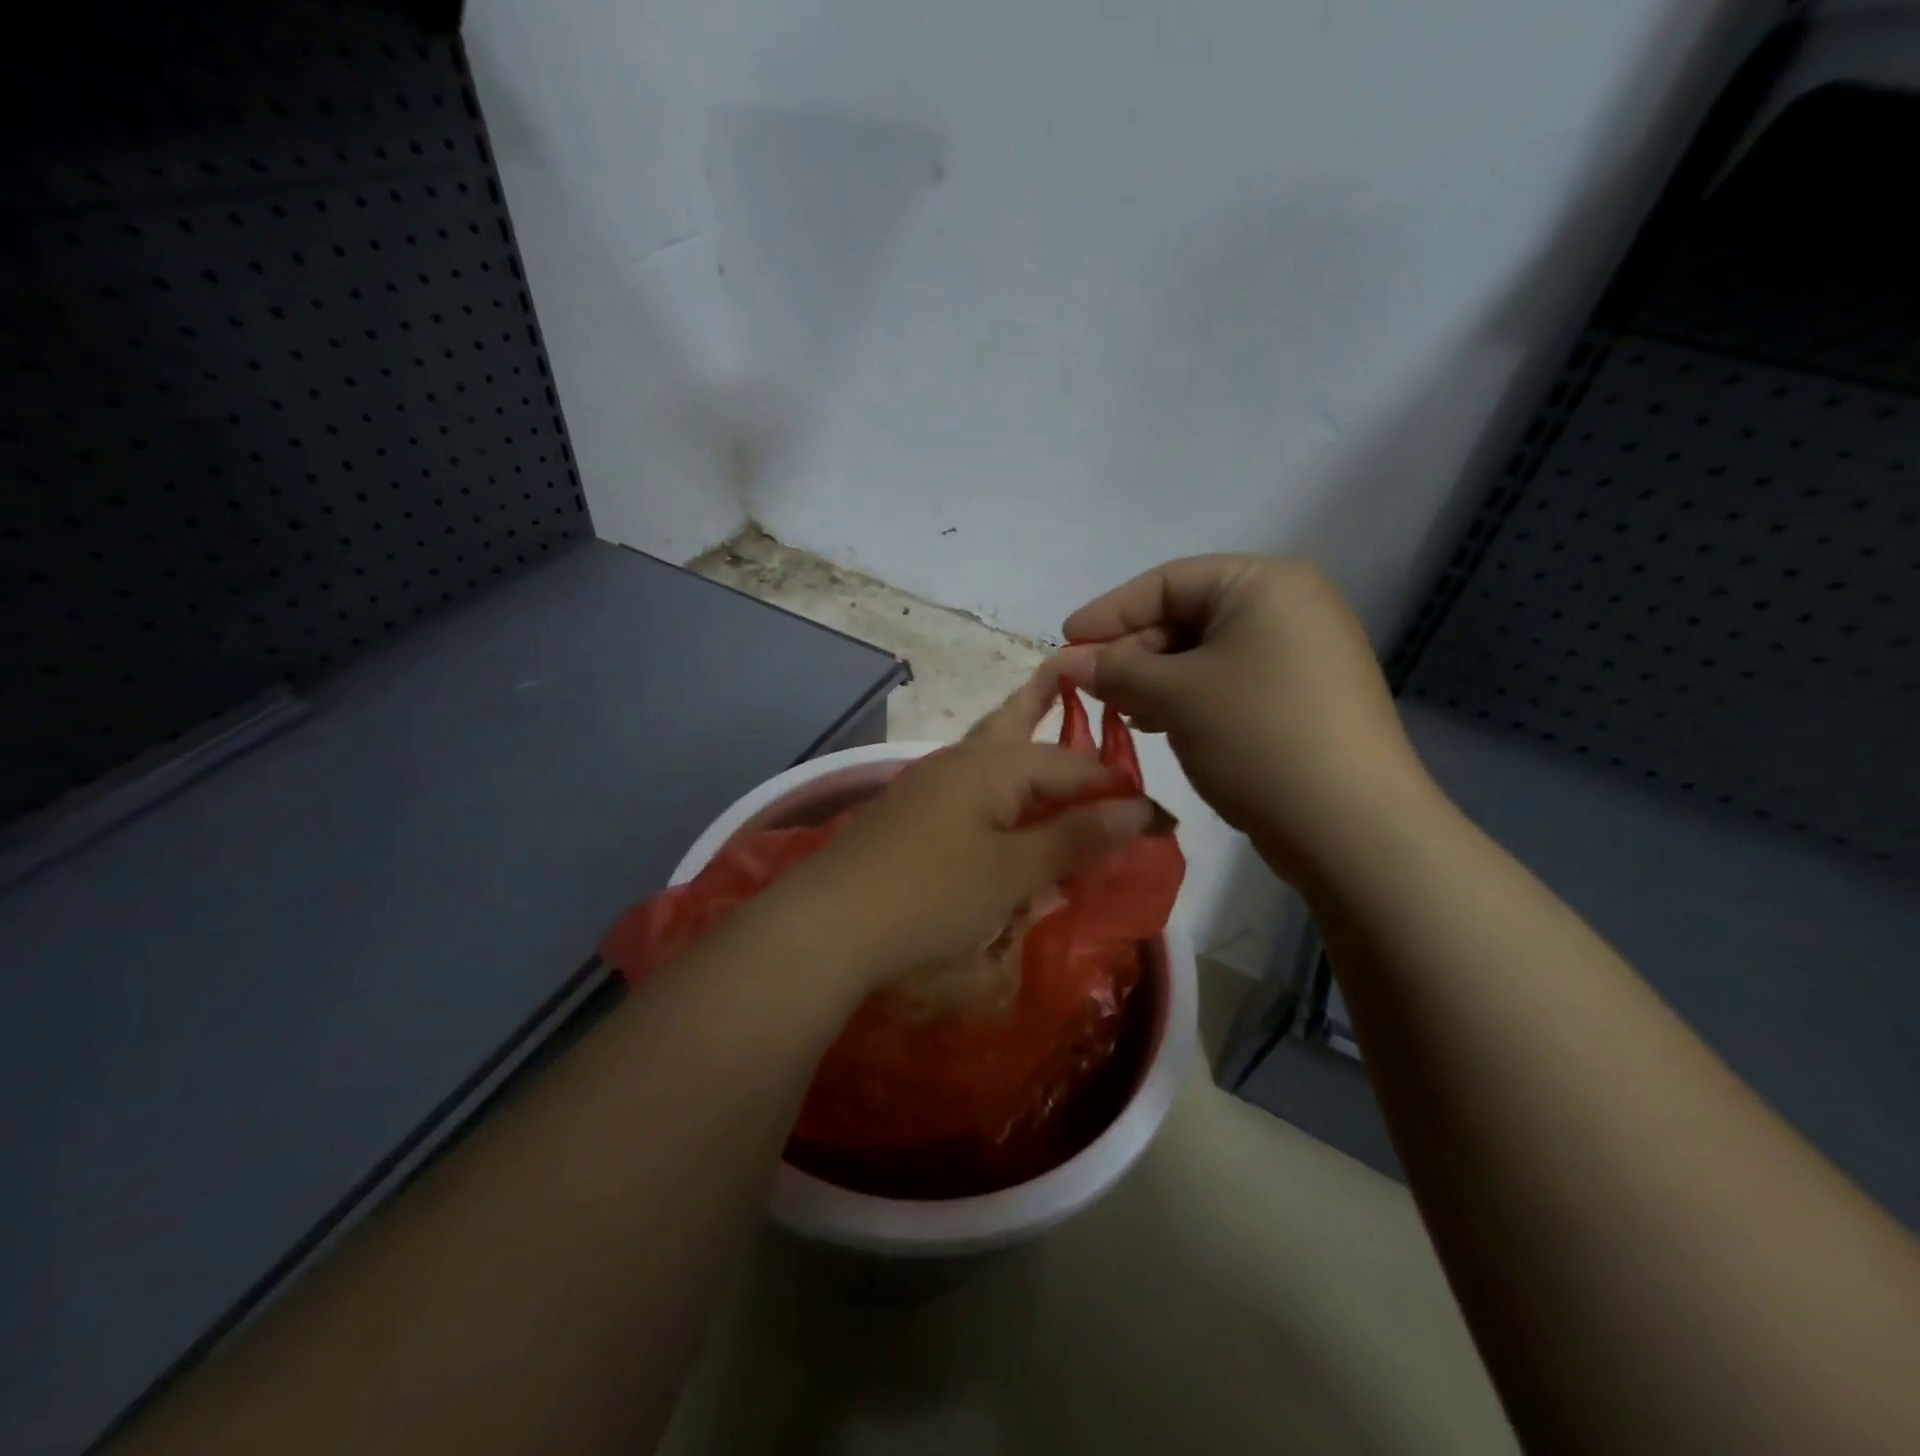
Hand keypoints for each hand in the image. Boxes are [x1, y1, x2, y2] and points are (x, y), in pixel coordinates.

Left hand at [768, 667, 1156, 991]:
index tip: (1161, 821)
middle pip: (1016, 721)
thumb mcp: (1013, 871)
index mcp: (993, 764)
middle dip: (1048, 700)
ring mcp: (930, 785)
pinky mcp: (911, 814)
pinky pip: (971, 786)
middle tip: (1074, 671)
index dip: (1120, 789)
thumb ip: (1075, 837)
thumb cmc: (930, 895)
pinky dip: (999, 785)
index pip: (1074, 764)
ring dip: (1023, 741)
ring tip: (1046, 723)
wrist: (828, 924)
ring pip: (989, 750)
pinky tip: (1005, 803)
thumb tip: (1141, 809)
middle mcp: (960, 761)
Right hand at [1060, 554, 1436, 881]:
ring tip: (1117, 710)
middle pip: (1186, 616)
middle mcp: (1289, 608)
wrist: (1352, 827)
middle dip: (1131, 651)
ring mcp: (1301, 656)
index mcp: (1265, 584)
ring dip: (1153, 680)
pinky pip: (1228, 684)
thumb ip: (1115, 670)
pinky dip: (1187, 699)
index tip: (1064, 642)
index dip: (1109, 611)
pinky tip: (1157, 725)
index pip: (1167, 582)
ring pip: (1204, 656)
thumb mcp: (1174, 696)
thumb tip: (1068, 662)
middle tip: (1086, 686)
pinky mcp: (1301, 700)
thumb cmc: (1257, 736)